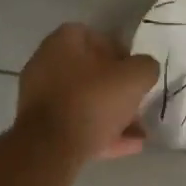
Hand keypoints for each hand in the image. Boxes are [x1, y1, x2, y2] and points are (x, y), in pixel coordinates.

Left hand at [16, 24, 159, 163]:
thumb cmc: (92, 101)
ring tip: (139, 132)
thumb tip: (144, 70)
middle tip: (138, 103)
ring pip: (84, 101)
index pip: (96, 37)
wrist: (50, 148)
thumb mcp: (134, 77)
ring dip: (112, 114)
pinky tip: (127, 146)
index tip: (135, 73)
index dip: (120, 53)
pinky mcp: (40, 127)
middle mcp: (46, 63)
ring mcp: (40, 96)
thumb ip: (146, 67)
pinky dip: (100, 132)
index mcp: (63, 42)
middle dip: (117, 89)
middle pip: (90, 72)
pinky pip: (75, 124)